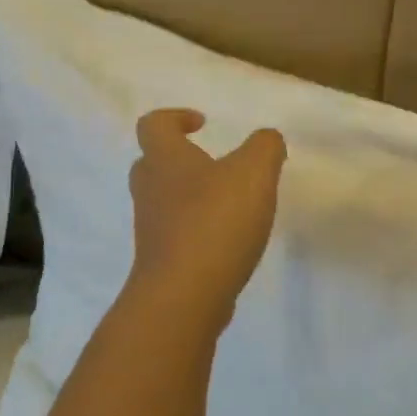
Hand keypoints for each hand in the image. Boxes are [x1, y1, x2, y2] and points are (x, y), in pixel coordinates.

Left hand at [127, 108, 286, 331]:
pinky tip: (228, 242)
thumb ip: (265, 147)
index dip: (175, 117)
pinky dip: (196, 232)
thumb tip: (267, 140)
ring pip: (164, 202)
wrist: (183, 297)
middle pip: (152, 163)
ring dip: (191, 198)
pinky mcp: (160, 264)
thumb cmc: (215, 222)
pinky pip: (175, 236)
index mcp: (165, 159)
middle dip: (180, 159)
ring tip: (230, 205)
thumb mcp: (254, 172)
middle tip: (212, 164)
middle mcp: (149, 191)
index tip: (202, 124)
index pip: (153, 124)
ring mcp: (150, 230)